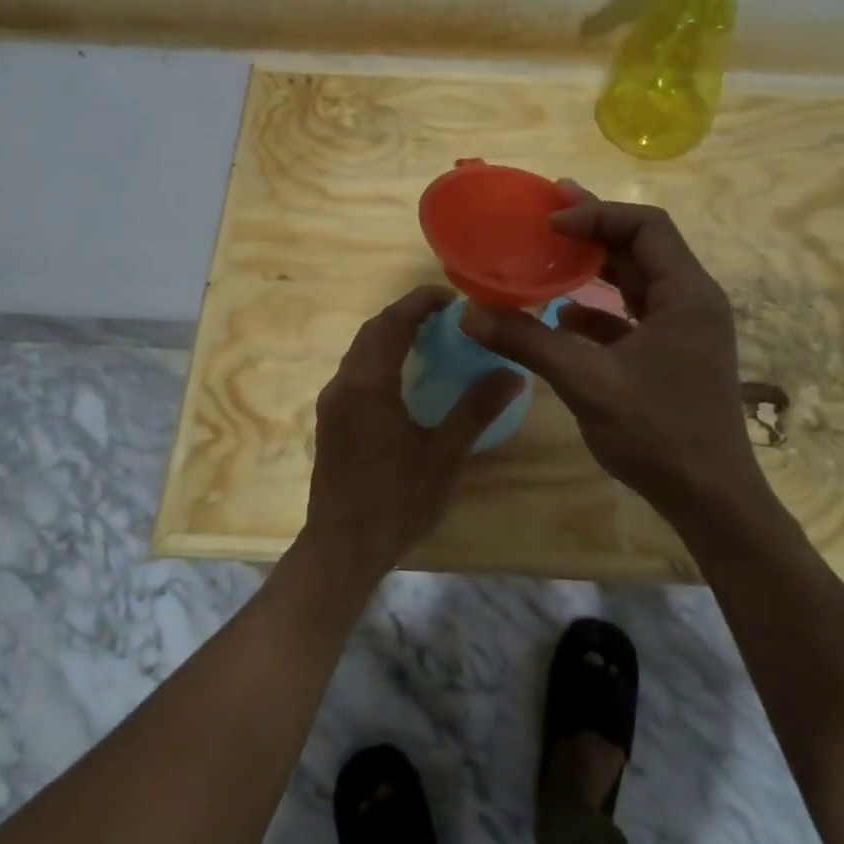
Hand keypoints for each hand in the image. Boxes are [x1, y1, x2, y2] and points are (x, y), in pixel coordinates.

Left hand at [303, 285, 524, 580]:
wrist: (342, 547)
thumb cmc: (396, 500)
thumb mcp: (444, 455)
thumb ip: (476, 409)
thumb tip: (513, 373)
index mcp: (369, 383)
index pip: (393, 322)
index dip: (420, 302)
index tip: (451, 297)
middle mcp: (344, 383)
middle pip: (373, 330)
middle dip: (406, 314)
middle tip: (445, 315)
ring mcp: (332, 402)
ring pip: (359, 350)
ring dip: (390, 335)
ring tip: (428, 338)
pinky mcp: (329, 420)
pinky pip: (354, 371)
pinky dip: (379, 358)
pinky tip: (403, 377)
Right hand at [460, 185, 760, 522]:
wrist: (710, 499)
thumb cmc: (658, 433)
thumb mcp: (586, 382)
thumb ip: (529, 342)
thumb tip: (469, 314)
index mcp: (686, 293)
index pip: (645, 226)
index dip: (595, 215)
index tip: (549, 222)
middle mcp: (692, 301)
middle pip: (642, 246)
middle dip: (594, 230)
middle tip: (546, 217)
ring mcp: (685, 329)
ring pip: (638, 281)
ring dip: (596, 268)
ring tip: (550, 255)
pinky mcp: (674, 354)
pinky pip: (634, 315)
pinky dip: (600, 309)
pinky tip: (563, 317)